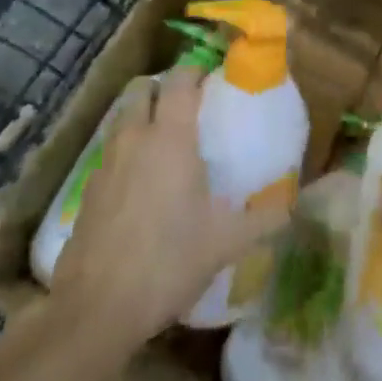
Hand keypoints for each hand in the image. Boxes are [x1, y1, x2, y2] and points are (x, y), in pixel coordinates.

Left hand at [49, 64, 291, 361]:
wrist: (96, 308)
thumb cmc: (168, 261)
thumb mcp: (225, 243)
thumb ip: (264, 219)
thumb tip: (293, 207)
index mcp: (171, 137)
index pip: (180, 79)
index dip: (196, 71)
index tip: (213, 81)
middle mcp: (135, 138)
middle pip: (143, 89)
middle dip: (164, 88)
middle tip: (188, 107)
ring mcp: (106, 162)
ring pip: (122, 118)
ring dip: (142, 116)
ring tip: (165, 142)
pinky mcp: (88, 190)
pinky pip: (110, 152)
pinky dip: (126, 151)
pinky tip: (140, 183)